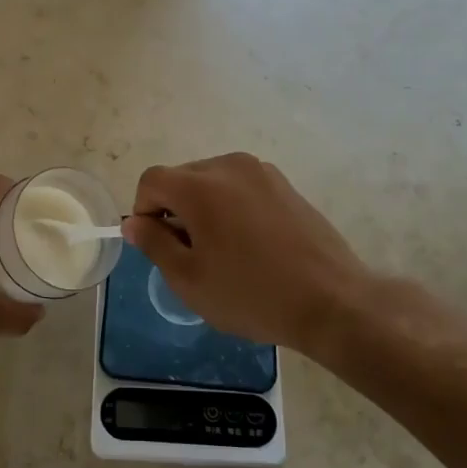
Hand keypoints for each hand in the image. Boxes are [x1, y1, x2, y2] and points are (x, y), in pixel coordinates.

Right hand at [122, 153, 402, 361]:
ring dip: (204, 208)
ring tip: (224, 251)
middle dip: (175, 210)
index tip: (158, 246)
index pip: (151, 181)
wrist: (332, 301)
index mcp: (200, 186)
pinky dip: (232, 207)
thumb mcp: (189, 279)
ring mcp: (262, 172)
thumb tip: (134, 222)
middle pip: (182, 178)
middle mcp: (229, 166)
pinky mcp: (284, 184)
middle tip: (191, 255)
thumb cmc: (251, 294)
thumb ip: (154, 243)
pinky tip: (251, 245)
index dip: (144, 211)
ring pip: (212, 181)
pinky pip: (241, 187)